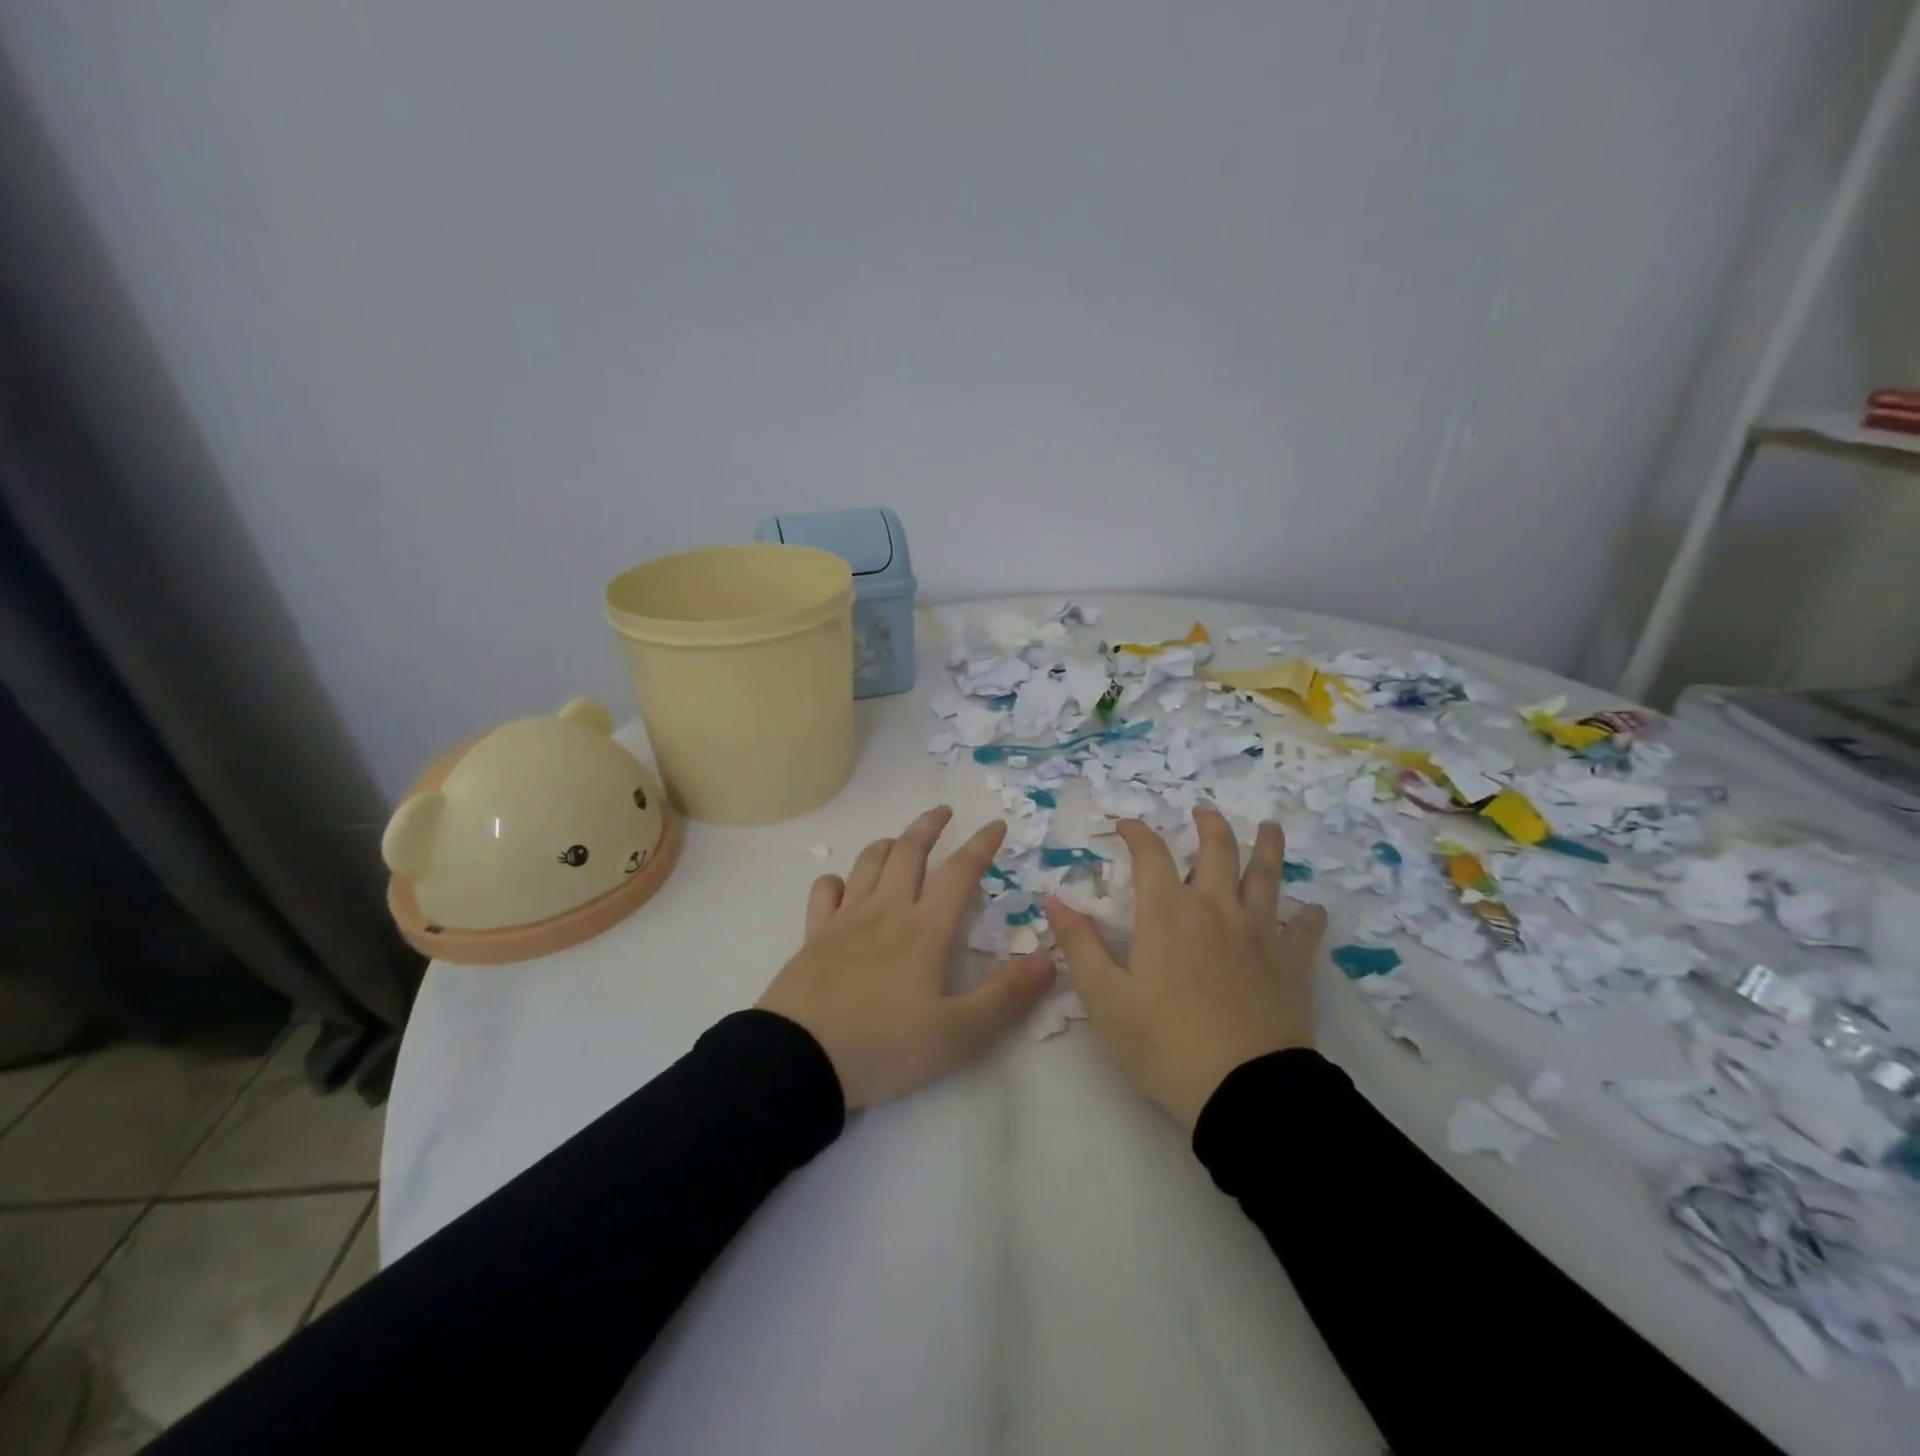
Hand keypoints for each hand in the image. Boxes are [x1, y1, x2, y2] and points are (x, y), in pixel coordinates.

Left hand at [757, 806, 1054, 1109]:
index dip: (981, 845)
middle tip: (944, 811)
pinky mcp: (813, 937)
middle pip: (909, 852)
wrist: (799, 1062)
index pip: (960, 873)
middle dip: (929, 826)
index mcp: (925, 930)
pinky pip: (824, 892)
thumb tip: (1048, 958)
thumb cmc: (884, 1047)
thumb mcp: (959, 1034)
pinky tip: (843, 885)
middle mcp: (886, 912)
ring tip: (900, 841)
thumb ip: (1006, 996)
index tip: (996, 824)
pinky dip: (837, 880)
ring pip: (868, 864)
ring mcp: (845, 921)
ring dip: (888, 844)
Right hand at [1047, 806, 1328, 1131]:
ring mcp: (1259, 933)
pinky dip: (1309, 916)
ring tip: (1269, 827)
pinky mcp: (1291, 963)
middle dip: (1209, 825)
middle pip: (1217, 851)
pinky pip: (1304, 929)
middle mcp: (1215, 909)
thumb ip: (1079, 945)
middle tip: (1204, 811)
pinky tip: (1314, 909)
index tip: (1126, 824)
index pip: (1151, 855)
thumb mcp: (1105, 999)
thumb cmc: (1164, 1045)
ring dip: (1266, 847)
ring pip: (1266, 876)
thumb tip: (1054, 900)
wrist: (1244, 1093)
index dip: (1137, 833)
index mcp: (1167, 914)